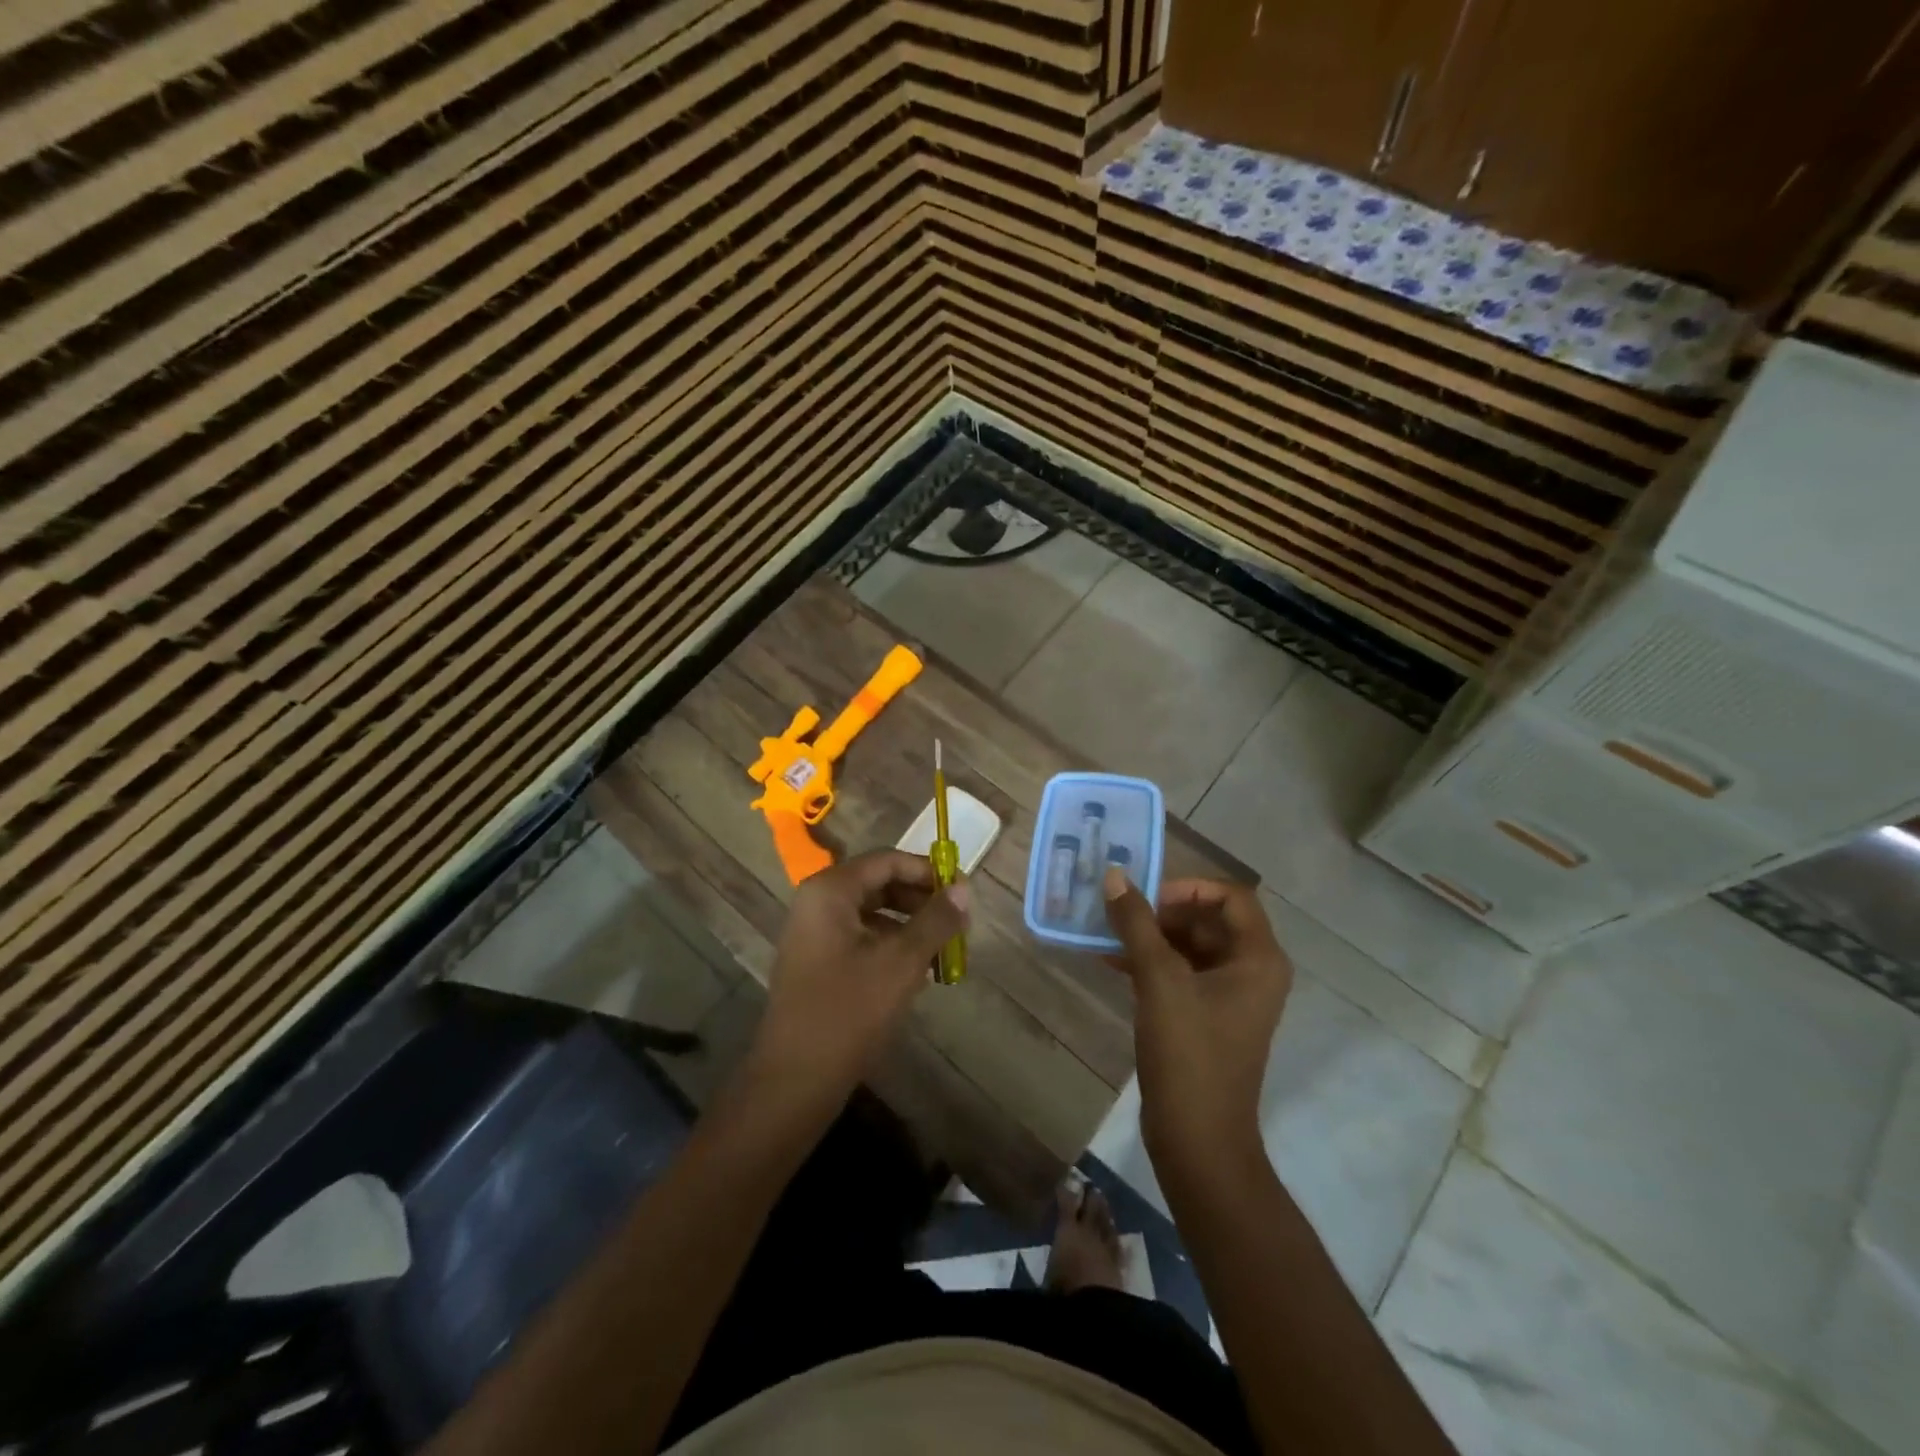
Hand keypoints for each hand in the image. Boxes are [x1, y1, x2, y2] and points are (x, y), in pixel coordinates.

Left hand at [753, 849, 969, 1099]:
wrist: (795, 1079)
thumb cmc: (849, 1011)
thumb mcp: (902, 962)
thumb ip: (936, 919)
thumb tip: (963, 888)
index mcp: (830, 890)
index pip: (888, 860)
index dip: (928, 871)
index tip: (964, 891)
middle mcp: (817, 901)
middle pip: (879, 883)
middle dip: (921, 900)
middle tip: (957, 921)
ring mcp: (813, 932)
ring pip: (873, 912)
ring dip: (910, 925)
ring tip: (943, 949)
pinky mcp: (817, 960)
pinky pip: (861, 937)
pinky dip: (891, 945)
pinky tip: (918, 971)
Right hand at [1103, 869, 1291, 1183]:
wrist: (1198, 1139)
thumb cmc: (1189, 1053)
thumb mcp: (1159, 981)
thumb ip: (1137, 924)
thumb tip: (1115, 876)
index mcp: (1258, 959)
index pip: (1231, 896)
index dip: (1189, 887)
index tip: (1148, 898)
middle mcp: (1252, 972)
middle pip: (1209, 919)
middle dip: (1163, 912)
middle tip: (1121, 914)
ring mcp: (1231, 997)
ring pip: (1192, 947)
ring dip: (1152, 937)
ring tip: (1108, 935)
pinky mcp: (1208, 1017)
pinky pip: (1182, 974)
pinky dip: (1152, 963)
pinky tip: (1113, 962)